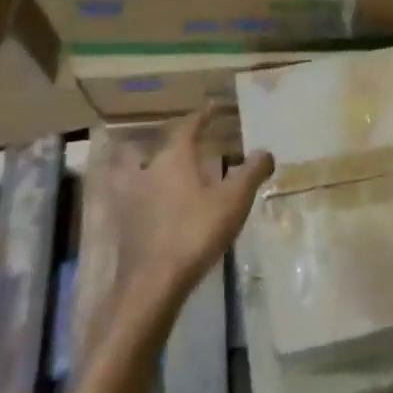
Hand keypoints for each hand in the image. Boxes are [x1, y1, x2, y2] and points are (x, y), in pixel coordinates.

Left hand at [108, 106, 274, 310]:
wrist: (152, 284)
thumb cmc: (195, 232)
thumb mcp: (233, 201)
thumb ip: (251, 173)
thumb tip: (266, 152)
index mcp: (174, 158)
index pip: (188, 127)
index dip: (202, 116)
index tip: (213, 108)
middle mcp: (149, 170)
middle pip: (164, 148)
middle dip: (180, 143)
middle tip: (198, 142)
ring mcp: (132, 199)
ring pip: (145, 172)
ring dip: (160, 168)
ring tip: (177, 172)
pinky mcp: (125, 225)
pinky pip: (140, 199)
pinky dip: (151, 196)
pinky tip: (163, 208)